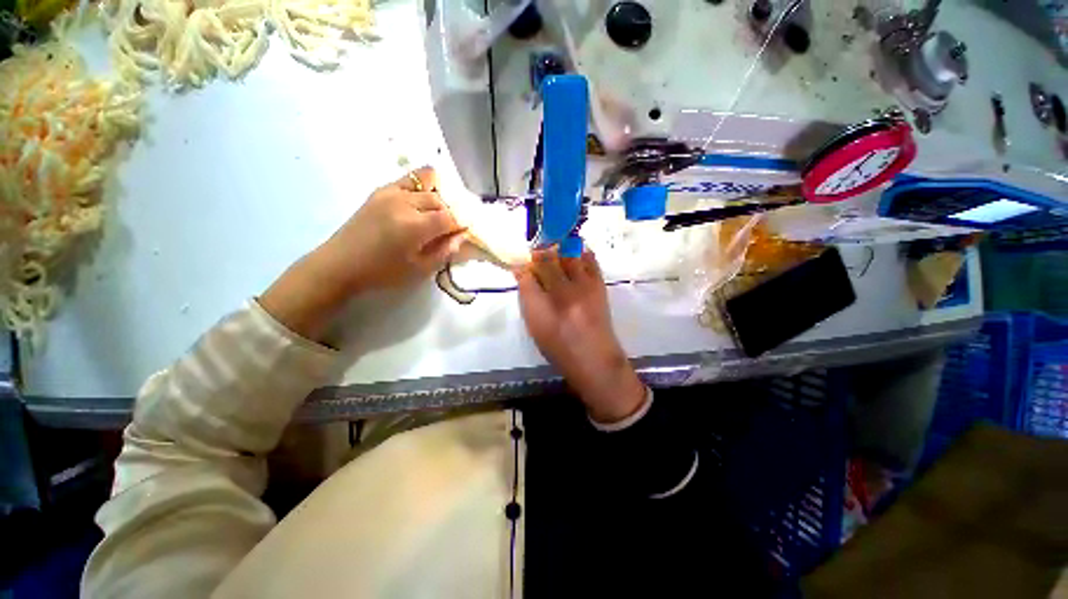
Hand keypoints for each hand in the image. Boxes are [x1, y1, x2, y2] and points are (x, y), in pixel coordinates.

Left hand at [260, 167, 463, 341]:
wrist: (341, 263)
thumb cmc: (383, 272)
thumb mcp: (420, 270)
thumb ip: (444, 251)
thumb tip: (461, 236)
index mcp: (415, 226)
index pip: (451, 218)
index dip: (461, 225)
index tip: (464, 234)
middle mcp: (405, 203)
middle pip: (441, 200)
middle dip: (450, 214)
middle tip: (449, 229)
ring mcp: (391, 192)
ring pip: (428, 184)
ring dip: (438, 198)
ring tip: (436, 213)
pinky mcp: (381, 190)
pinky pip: (409, 178)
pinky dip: (422, 185)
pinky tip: (422, 201)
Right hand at [516, 249, 646, 423]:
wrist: (595, 359)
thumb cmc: (560, 348)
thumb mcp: (536, 328)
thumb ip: (528, 299)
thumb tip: (523, 275)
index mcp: (544, 309)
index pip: (527, 277)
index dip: (522, 268)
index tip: (520, 265)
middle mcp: (563, 294)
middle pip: (547, 260)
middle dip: (538, 253)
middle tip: (536, 253)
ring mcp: (584, 287)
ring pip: (568, 254)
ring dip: (558, 249)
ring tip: (555, 252)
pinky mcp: (599, 285)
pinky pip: (589, 259)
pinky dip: (580, 252)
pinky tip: (574, 254)